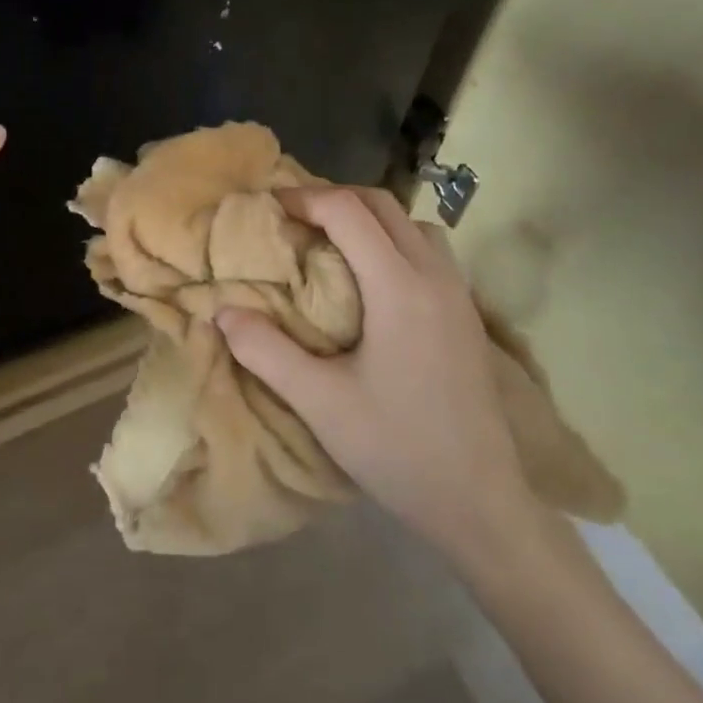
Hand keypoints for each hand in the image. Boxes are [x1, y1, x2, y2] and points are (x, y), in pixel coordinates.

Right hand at [216, 186, 538, 563]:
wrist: (481, 503)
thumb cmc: (397, 448)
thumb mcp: (319, 402)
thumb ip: (266, 351)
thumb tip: (222, 312)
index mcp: (399, 287)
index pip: (349, 211)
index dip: (305, 199)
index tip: (269, 208)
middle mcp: (434, 277)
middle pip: (384, 205)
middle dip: (335, 199)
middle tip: (294, 219)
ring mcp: (459, 295)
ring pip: (413, 224)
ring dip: (370, 218)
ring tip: (331, 243)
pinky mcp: (468, 316)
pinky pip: (429, 250)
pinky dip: (394, 241)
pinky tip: (372, 281)